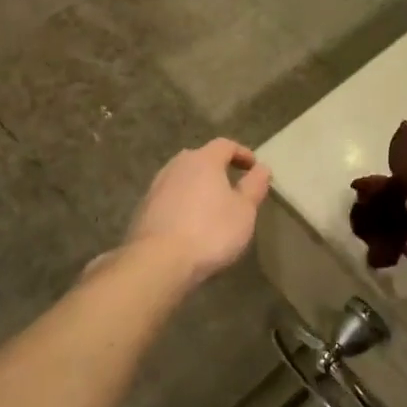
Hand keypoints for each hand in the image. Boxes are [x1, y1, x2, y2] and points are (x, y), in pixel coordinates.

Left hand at [123, 138, 271, 287]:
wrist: (158, 261)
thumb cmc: (210, 231)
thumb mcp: (244, 210)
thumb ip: (254, 186)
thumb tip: (262, 168)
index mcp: (203, 160)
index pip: (225, 145)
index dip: (242, 153)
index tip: (254, 167)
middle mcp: (177, 166)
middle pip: (200, 158)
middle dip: (217, 168)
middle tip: (232, 185)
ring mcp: (156, 187)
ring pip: (182, 178)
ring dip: (197, 187)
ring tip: (211, 206)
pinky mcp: (143, 209)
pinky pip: (169, 198)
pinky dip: (182, 203)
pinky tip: (189, 224)